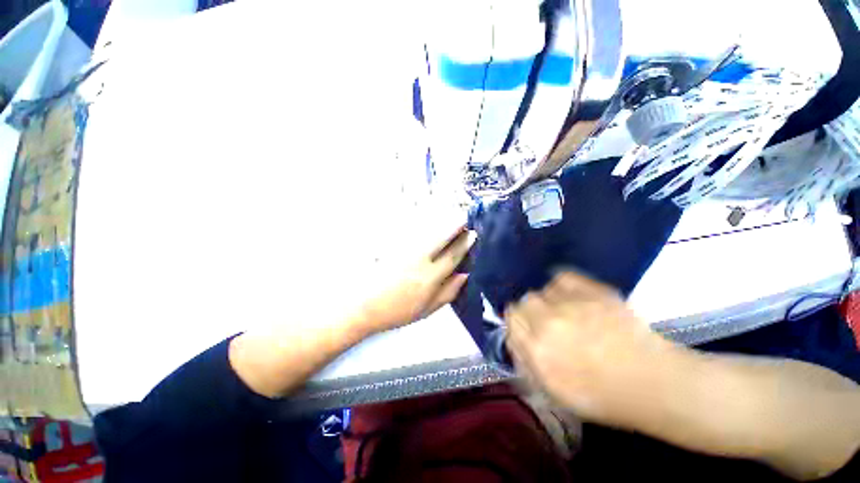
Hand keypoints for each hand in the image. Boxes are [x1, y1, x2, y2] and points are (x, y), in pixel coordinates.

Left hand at [359, 225, 474, 333]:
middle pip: (442, 237)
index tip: (472, 234)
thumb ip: (448, 292)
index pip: (453, 256)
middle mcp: (419, 259)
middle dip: (455, 225)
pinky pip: (411, 230)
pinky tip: (427, 222)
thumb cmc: (397, 311)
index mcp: (430, 277)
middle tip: (464, 217)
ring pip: (428, 231)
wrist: (363, 305)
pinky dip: (423, 224)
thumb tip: (465, 275)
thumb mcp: (427, 309)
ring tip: (450, 216)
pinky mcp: (392, 244)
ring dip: (441, 222)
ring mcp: (405, 250)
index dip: (464, 244)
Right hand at [505, 272, 679, 427]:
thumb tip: (513, 338)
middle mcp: (549, 322)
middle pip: (523, 302)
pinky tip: (569, 296)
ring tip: (561, 311)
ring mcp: (572, 305)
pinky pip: (562, 278)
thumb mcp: (554, 391)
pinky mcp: (593, 292)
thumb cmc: (602, 396)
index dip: (516, 322)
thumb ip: (526, 361)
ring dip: (546, 301)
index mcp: (538, 350)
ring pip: (541, 291)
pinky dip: (560, 285)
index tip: (525, 327)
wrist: (653, 383)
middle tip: (545, 322)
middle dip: (529, 312)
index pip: (511, 319)